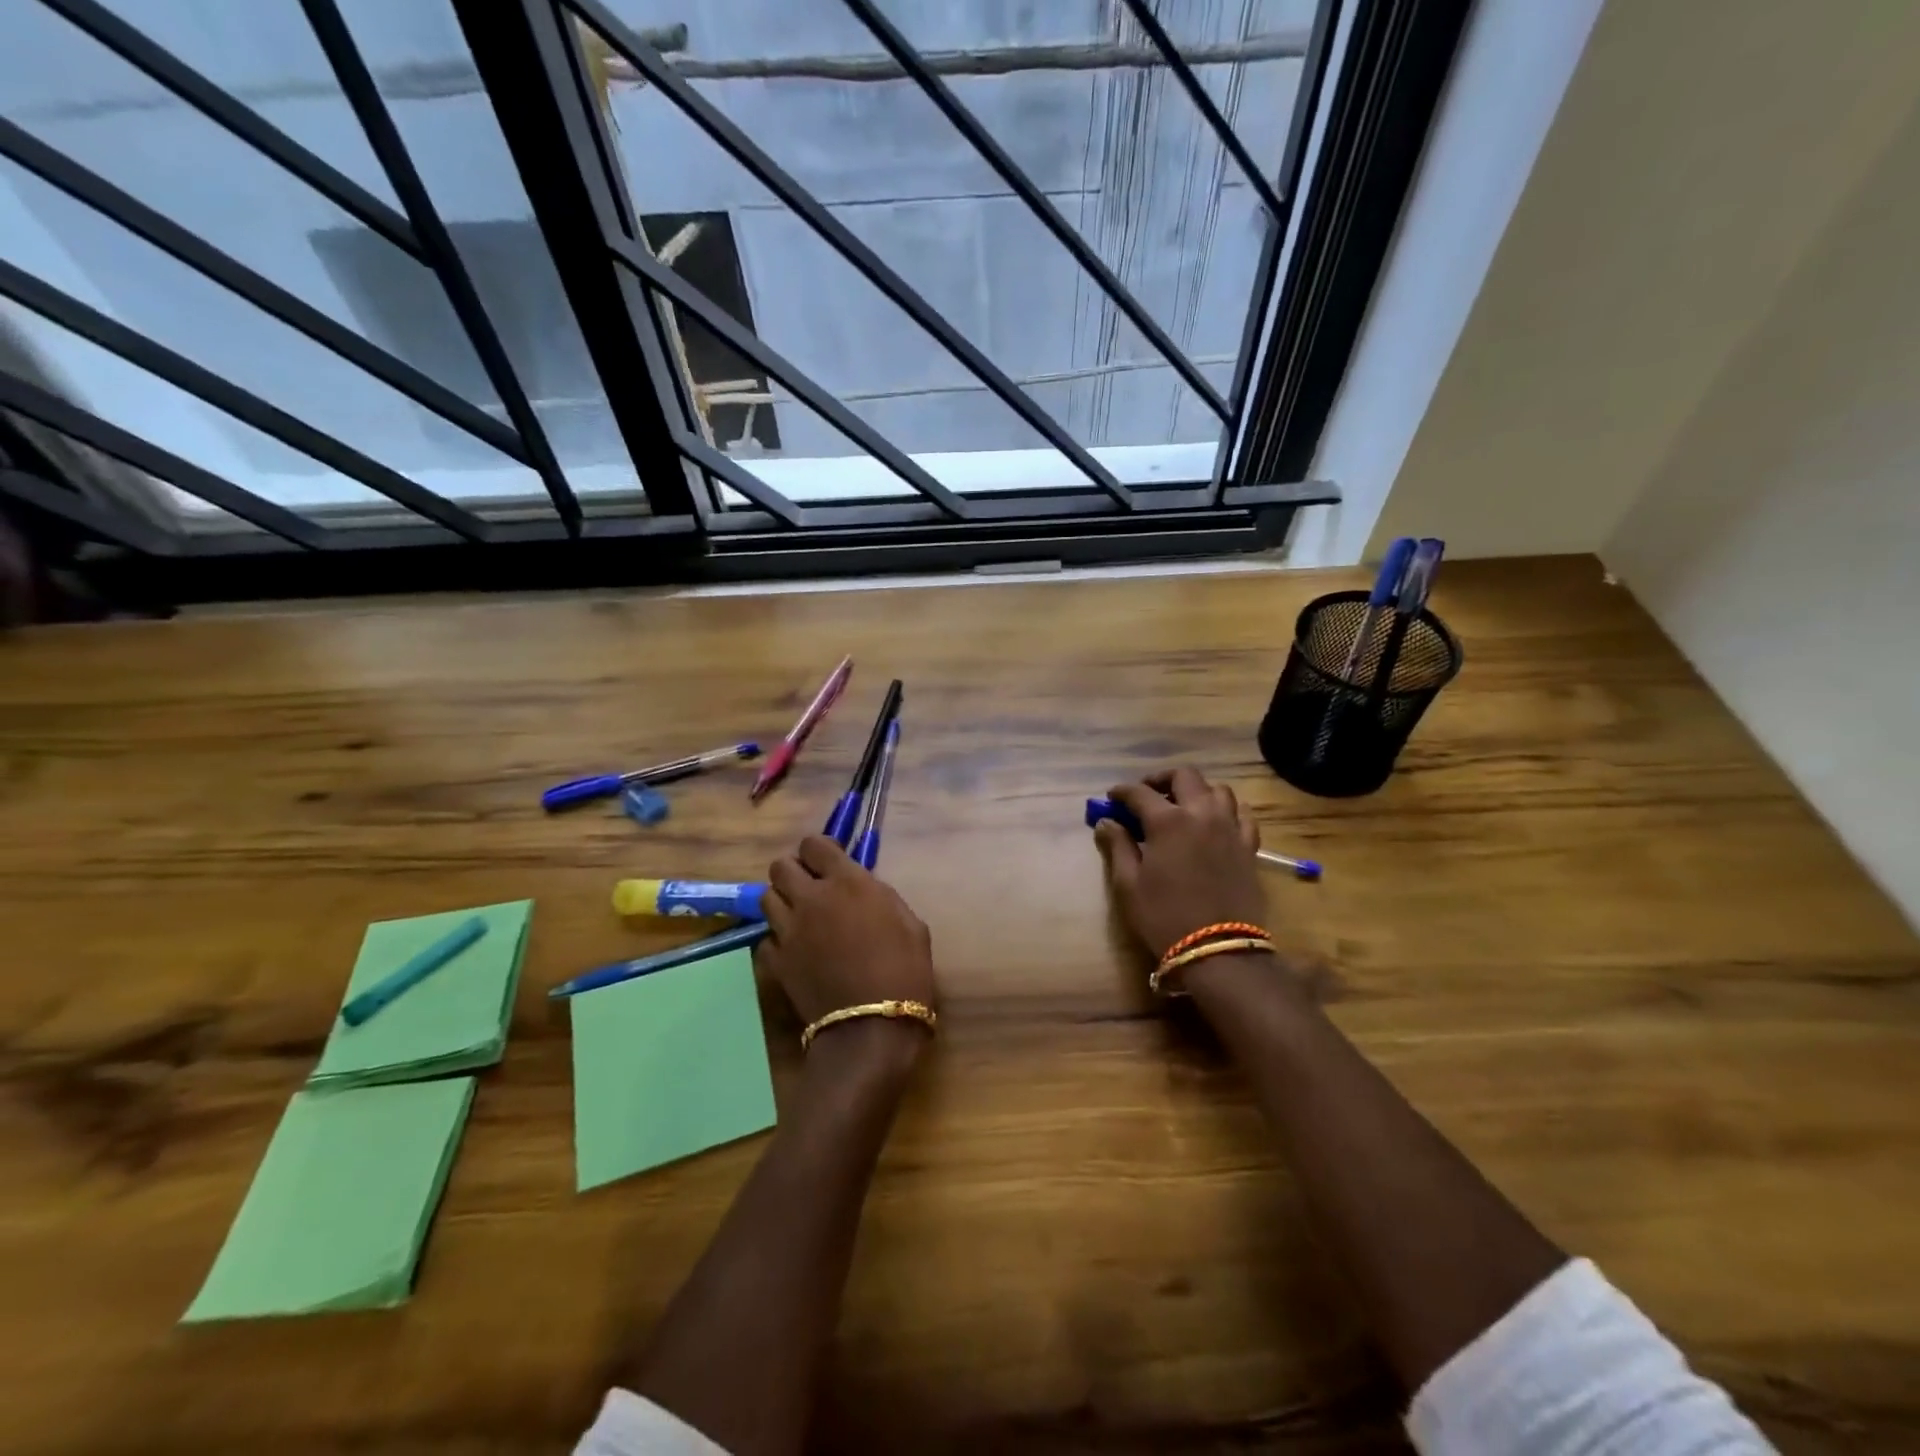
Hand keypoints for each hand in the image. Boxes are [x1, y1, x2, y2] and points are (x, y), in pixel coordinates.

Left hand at [758, 835, 937, 1061]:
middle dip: (794, 871)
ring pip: (767, 897)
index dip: (819, 850)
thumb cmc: (905, 970)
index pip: (814, 844)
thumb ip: (879, 896)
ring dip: (782, 901)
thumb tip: (863, 890)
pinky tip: (795, 949)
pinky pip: (767, 937)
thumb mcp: (909, 922)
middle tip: (811, 887)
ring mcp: (788, 930)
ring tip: (800, 916)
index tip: (829, 861)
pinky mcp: (776, 961)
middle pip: (781, 866)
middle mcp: (811, 898)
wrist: (872, 1027)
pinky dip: (778, 939)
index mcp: (848, 882)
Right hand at [1094, 768, 1265, 956]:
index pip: (1139, 793)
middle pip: (1184, 776)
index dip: (1121, 792)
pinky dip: (1227, 810)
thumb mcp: (1129, 884)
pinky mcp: (1249, 846)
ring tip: (1183, 807)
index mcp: (1168, 821)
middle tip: (1147, 795)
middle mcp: (1201, 814)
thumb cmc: (1164, 917)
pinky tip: (1216, 822)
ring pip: (1218, 790)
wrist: (1218, 950)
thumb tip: (1107, 822)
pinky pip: (1242, 815)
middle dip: (1161, 780)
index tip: (1111, 799)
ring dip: (1197, 791)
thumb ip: (1117, 846)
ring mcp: (1230, 828)